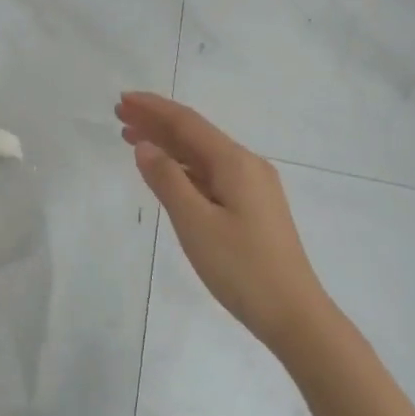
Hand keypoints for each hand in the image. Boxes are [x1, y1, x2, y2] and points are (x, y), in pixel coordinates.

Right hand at [118, 92, 325, 356]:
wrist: (294, 316)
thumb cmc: (241, 267)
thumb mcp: (195, 223)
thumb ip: (167, 180)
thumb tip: (145, 146)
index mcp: (235, 162)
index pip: (187, 123)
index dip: (153, 109)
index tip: (123, 100)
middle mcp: (246, 166)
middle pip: (194, 135)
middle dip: (156, 123)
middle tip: (120, 115)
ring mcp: (252, 187)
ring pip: (201, 155)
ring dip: (167, 145)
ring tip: (132, 139)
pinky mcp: (252, 208)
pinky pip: (210, 174)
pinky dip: (182, 168)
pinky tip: (165, 172)